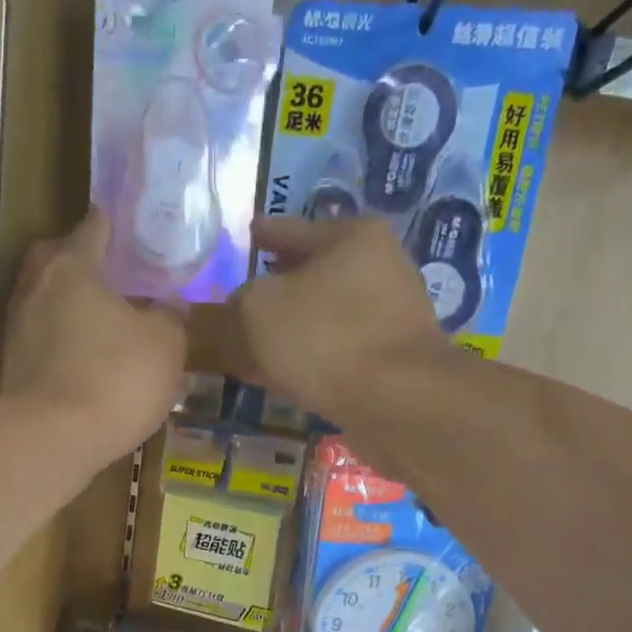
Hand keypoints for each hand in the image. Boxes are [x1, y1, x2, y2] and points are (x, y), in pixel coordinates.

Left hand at [0, 210, 186, 464]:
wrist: (52, 440)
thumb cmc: (115, 378)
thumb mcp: (165, 345)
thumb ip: (170, 318)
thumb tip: (168, 306)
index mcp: (72, 267)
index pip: (93, 229)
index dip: (112, 225)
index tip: (125, 225)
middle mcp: (35, 288)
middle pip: (58, 262)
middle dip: (82, 264)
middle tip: (113, 277)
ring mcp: (16, 330)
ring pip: (48, 305)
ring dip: (71, 310)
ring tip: (104, 325)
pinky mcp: (11, 370)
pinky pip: (44, 344)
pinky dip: (63, 346)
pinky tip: (86, 364)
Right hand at [198, 216, 450, 421]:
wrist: (398, 404)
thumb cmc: (327, 339)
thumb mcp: (259, 312)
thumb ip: (235, 306)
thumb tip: (233, 313)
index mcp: (353, 237)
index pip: (294, 228)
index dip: (266, 233)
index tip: (249, 234)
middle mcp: (381, 269)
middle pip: (315, 273)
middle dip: (280, 285)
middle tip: (246, 296)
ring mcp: (391, 318)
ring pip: (326, 316)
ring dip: (294, 328)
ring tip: (259, 342)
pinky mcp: (393, 363)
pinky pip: (338, 352)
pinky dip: (311, 358)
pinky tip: (288, 375)